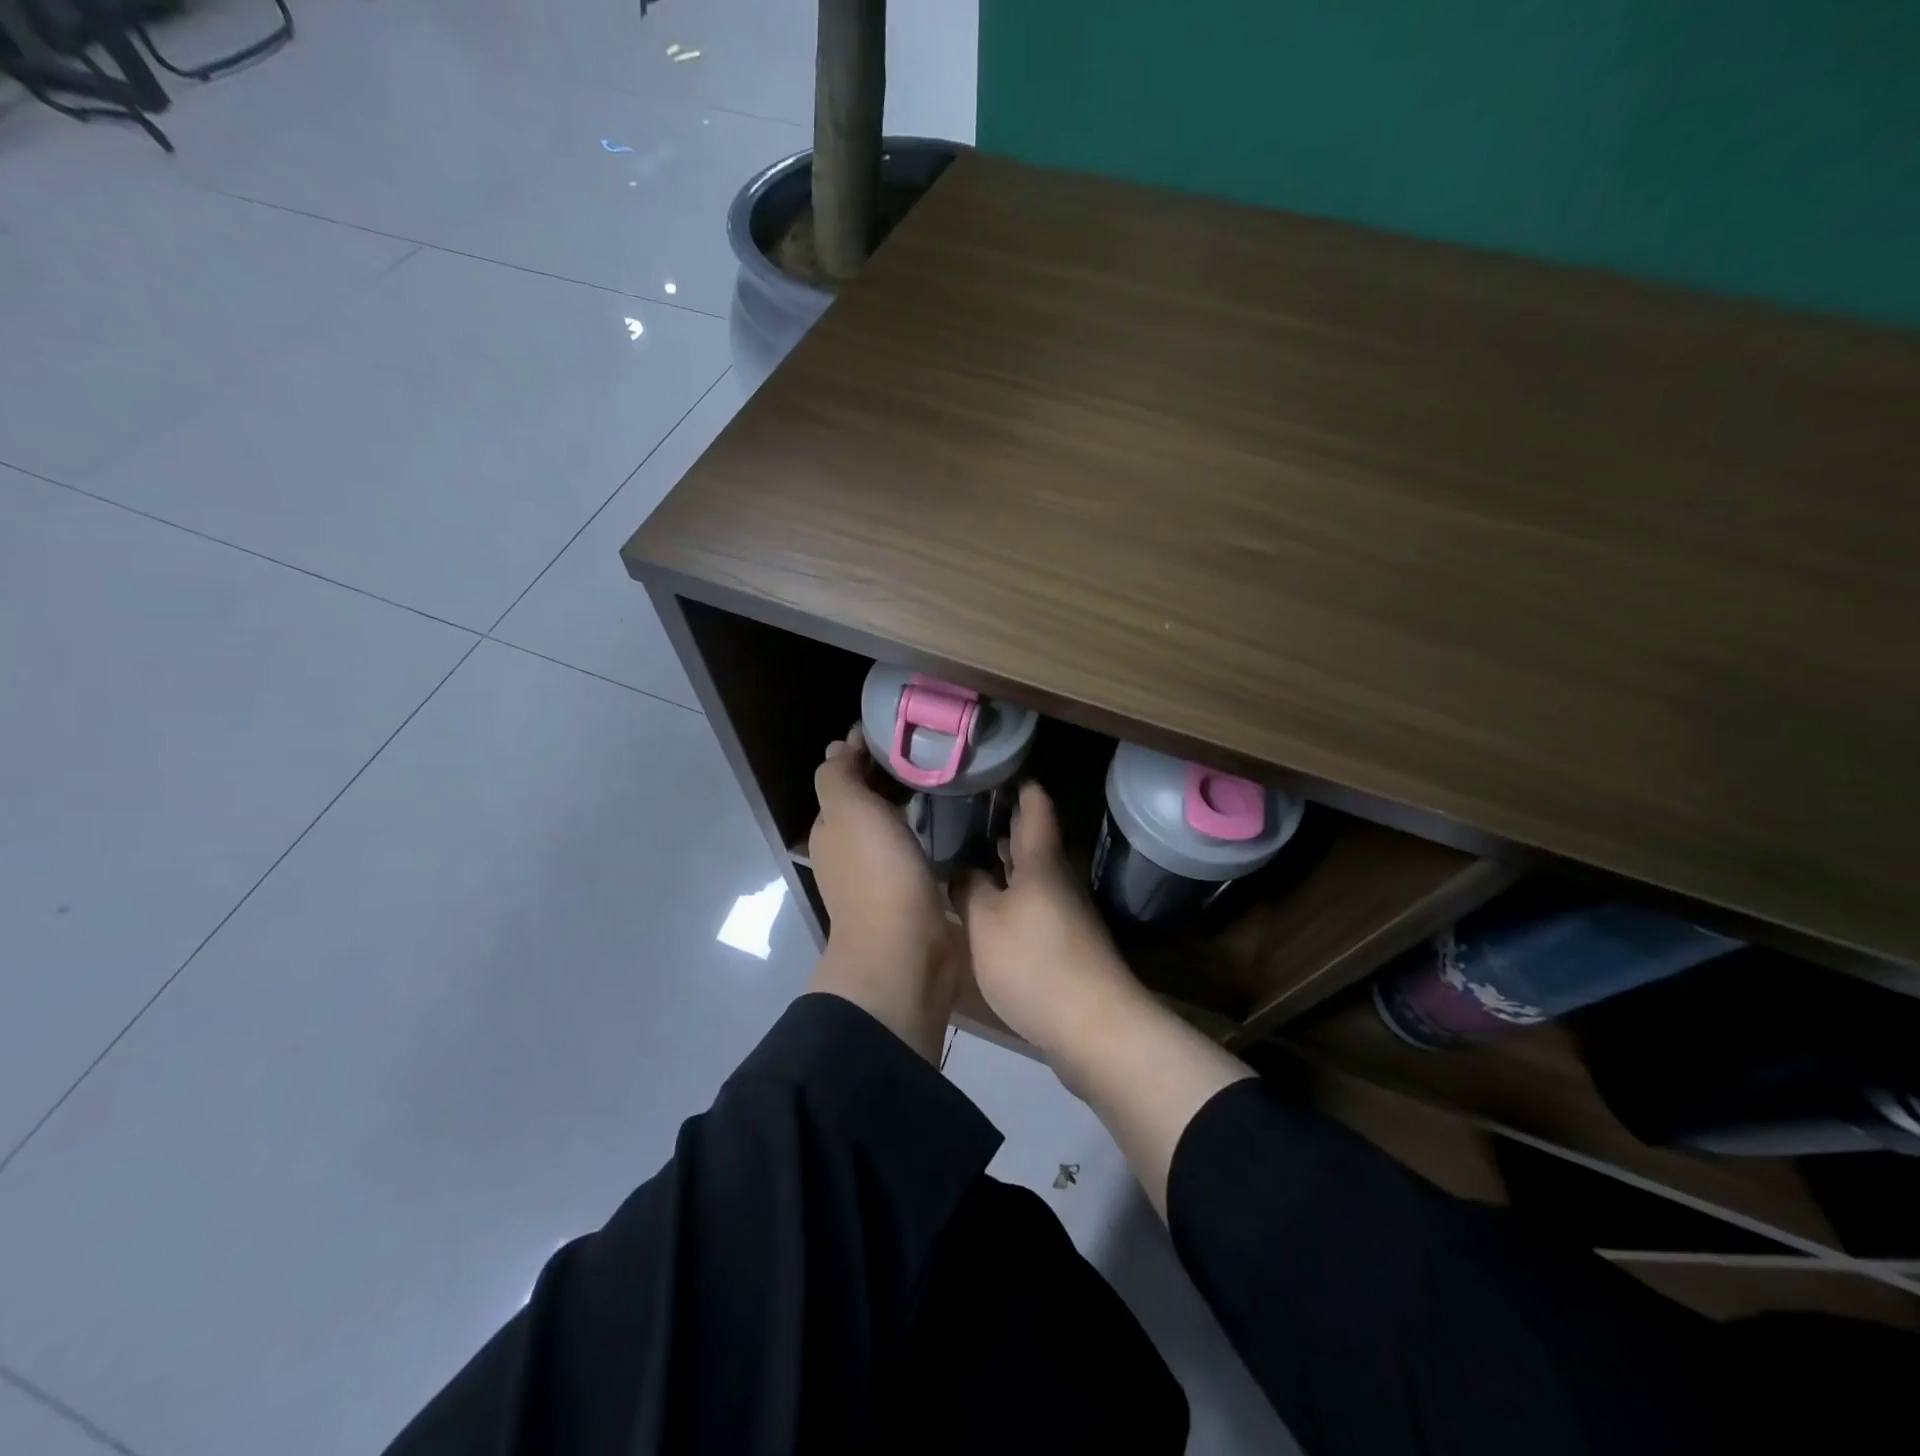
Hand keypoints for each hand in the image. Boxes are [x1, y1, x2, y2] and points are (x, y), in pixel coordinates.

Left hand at [806, 726, 960, 1062]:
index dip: (864, 750)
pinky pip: (915, 848)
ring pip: (892, 824)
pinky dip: (926, 829)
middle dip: (891, 773)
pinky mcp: (911, 891)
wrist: (906, 951)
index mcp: (832, 828)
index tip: (900, 728)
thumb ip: (838, 777)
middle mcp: (851, 849)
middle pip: (869, 800)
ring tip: (946, 776)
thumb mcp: (847, 812)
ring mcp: (881, 873)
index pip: (844, 777)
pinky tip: (952, 819)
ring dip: (910, 801)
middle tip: (932, 748)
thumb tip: (838, 748)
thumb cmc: (876, 874)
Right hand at [959, 782, 1252, 1214]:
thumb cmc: (1035, 962)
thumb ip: (969, 889)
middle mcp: (1058, 878)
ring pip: (1032, 874)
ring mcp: (1066, 912)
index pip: (1035, 805)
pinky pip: (1033, 904)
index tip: (994, 767)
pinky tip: (987, 907)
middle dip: (1003, 823)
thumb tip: (962, 868)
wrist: (1094, 1028)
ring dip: (1005, 862)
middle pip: (1033, 839)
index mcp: (1041, 861)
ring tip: (967, 853)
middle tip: (964, 810)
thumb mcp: (986, 923)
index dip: (1018, 783)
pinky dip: (1010, 895)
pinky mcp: (1065, 944)